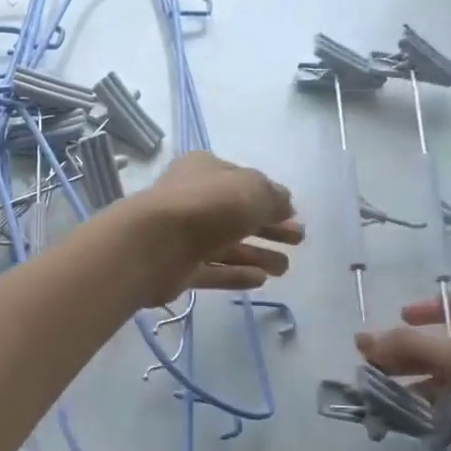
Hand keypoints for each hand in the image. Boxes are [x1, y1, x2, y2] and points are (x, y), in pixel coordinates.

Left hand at [121, 152, 303, 308]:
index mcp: (204, 170)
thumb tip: (284, 205)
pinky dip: (236, 274)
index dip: (268, 196)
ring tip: (285, 269)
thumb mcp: (253, 190)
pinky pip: (213, 271)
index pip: (241, 181)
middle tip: (298, 240)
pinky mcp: (178, 269)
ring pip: (226, 246)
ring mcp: (182, 236)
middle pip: (237, 215)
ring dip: (256, 254)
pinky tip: (261, 280)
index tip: (292, 213)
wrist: (152, 244)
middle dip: (269, 228)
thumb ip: (273, 197)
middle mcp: (191, 200)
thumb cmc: (206, 205)